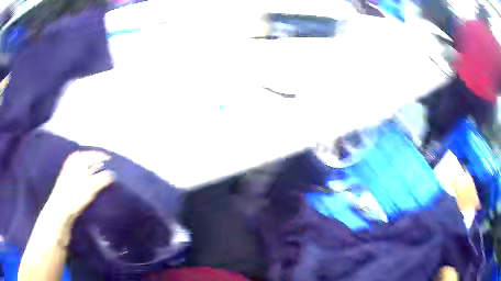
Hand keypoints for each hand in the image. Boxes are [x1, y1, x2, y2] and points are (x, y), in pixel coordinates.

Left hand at [46, 151, 114, 220]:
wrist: (60, 209)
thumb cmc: (75, 195)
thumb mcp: (91, 187)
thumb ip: (103, 178)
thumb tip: (114, 173)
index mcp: (79, 157)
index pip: (98, 154)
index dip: (109, 161)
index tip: (119, 168)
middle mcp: (75, 159)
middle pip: (93, 160)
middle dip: (104, 167)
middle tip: (114, 176)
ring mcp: (72, 168)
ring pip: (89, 168)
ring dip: (98, 174)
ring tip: (107, 181)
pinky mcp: (71, 178)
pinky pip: (85, 174)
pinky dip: (92, 178)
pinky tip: (97, 185)